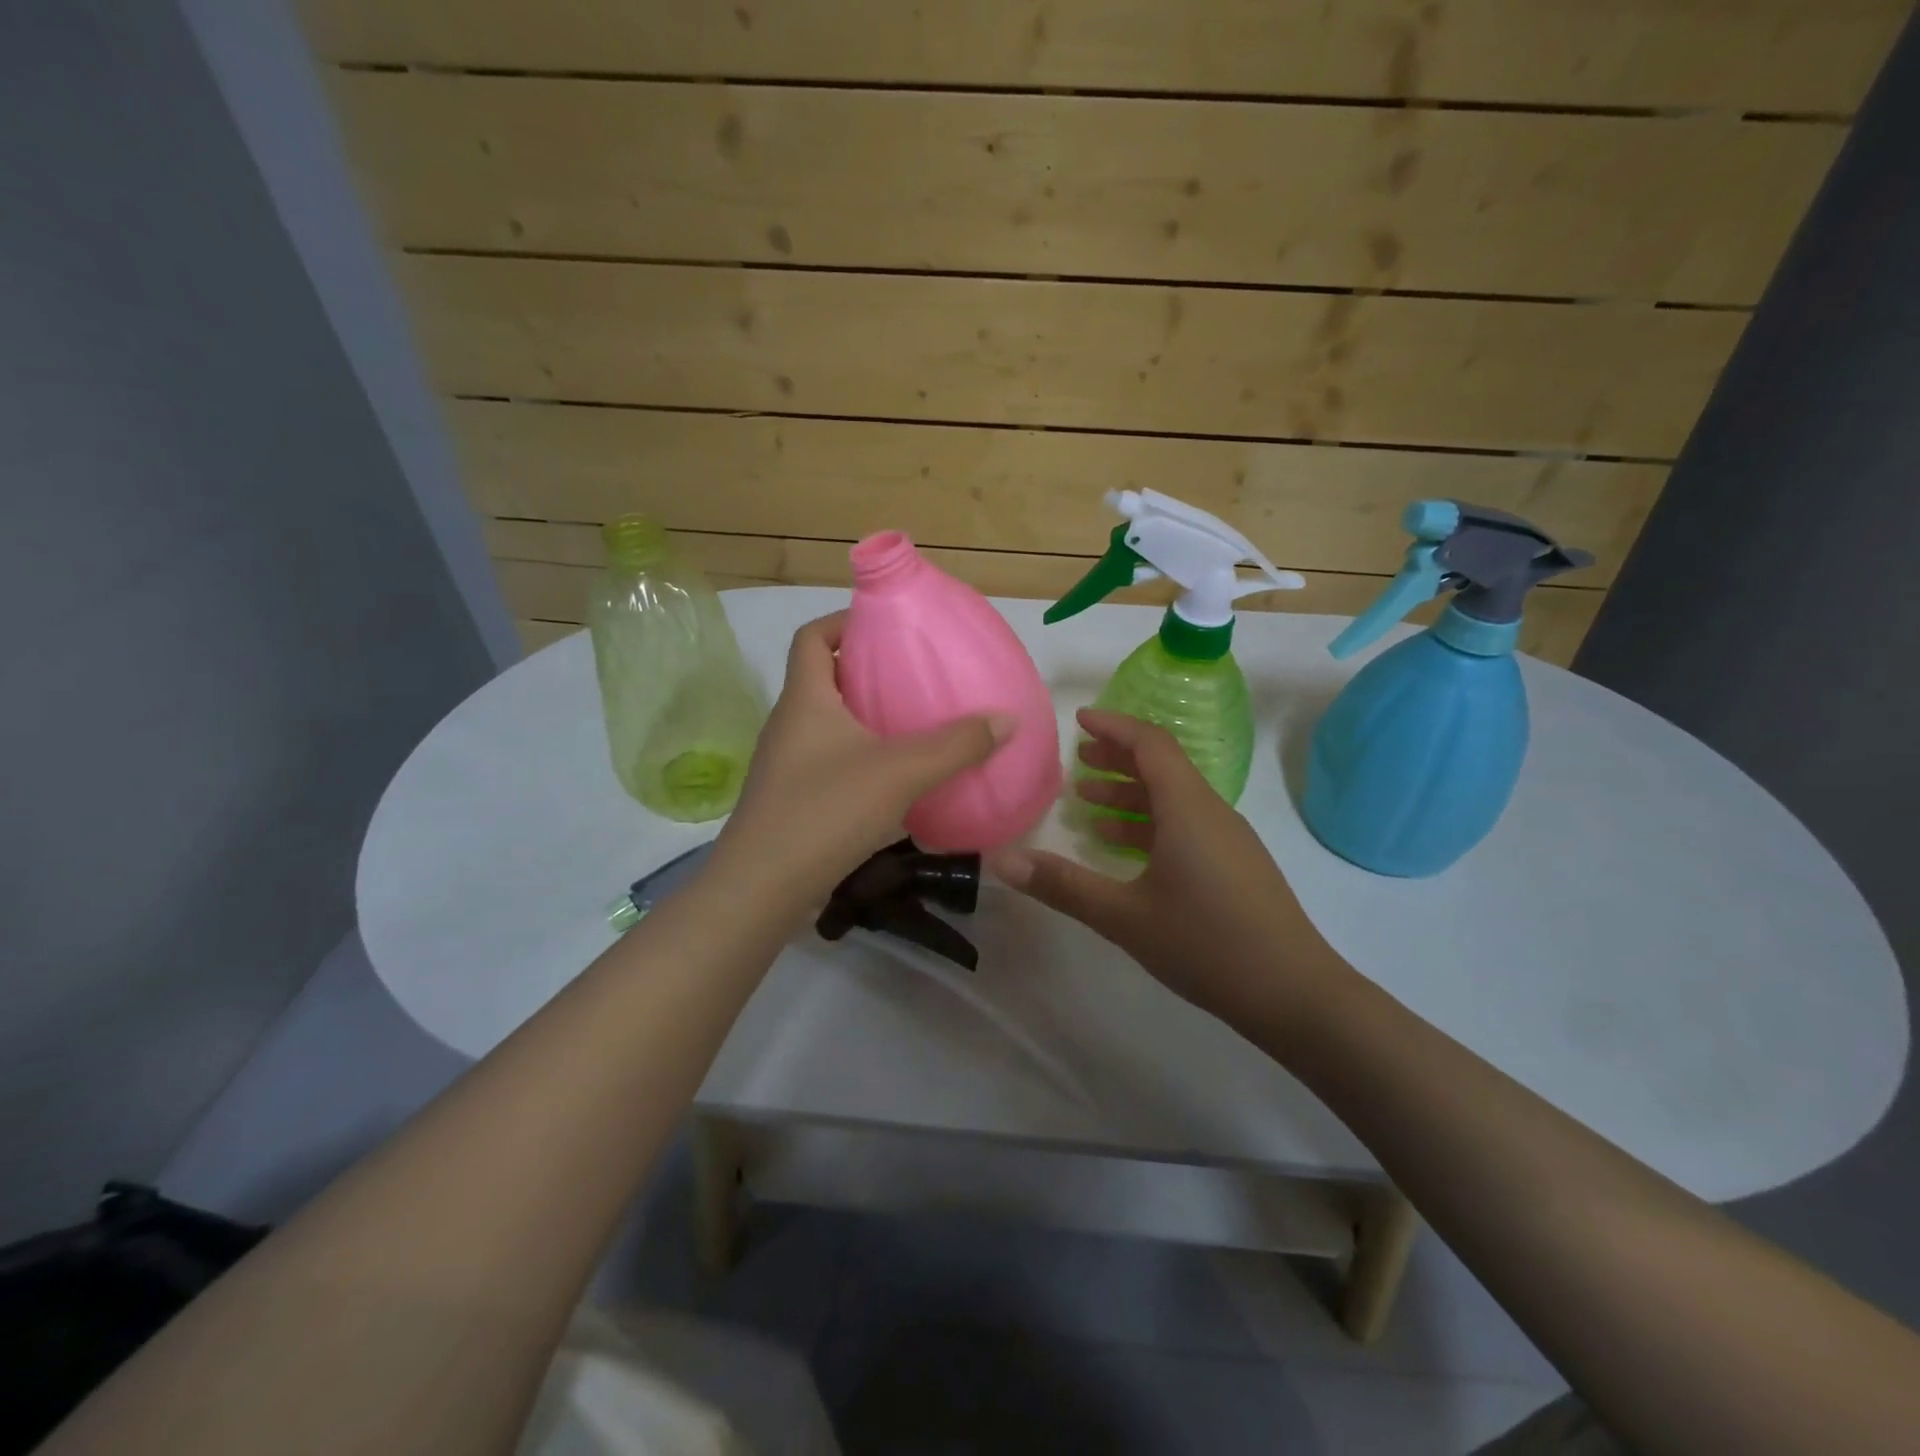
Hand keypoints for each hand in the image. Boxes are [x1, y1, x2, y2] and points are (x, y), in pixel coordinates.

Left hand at [715, 611, 1015, 902]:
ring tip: (912, 725)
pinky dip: (859, 758)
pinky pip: (828, 762)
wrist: (763, 888)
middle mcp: (788, 724)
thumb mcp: (900, 772)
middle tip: (913, 676)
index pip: (811, 636)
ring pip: (826, 724)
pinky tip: (893, 781)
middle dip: (864, 671)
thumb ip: (956, 745)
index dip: (843, 622)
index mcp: (804, 699)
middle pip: (822, 678)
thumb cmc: (826, 810)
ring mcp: (785, 765)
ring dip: (863, 718)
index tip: (885, 627)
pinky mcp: (791, 800)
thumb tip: (1006, 718)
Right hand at [987, 709, 1342, 1026]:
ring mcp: (1228, 840)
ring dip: (1130, 795)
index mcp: (1188, 809)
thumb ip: (1063, 885)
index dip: (1114, 726)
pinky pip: (1186, 826)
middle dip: (1117, 758)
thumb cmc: (1207, 944)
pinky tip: (1124, 850)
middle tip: (1077, 760)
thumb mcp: (1124, 917)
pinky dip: (1150, 824)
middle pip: (1162, 767)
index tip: (1079, 720)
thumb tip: (1002, 861)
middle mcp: (1211, 813)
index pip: (1150, 744)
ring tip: (1088, 803)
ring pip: (1174, 799)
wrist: (1296, 994)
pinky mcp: (1235, 866)